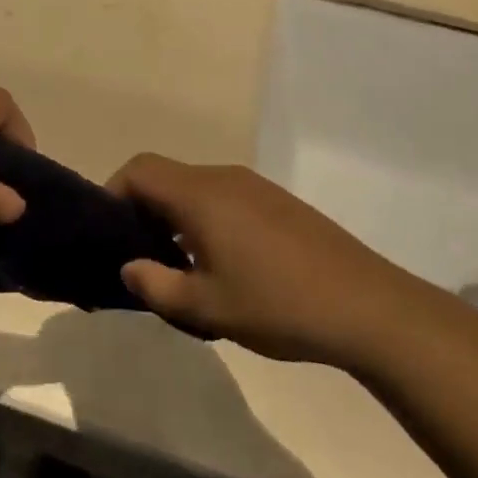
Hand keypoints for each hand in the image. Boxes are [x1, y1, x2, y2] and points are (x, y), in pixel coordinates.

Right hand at [110, 155, 429, 366]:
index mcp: (200, 194)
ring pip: (195, 189)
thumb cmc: (277, 304)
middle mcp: (223, 178)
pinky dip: (206, 220)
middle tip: (141, 257)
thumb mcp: (207, 307)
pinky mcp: (279, 202)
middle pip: (166, 177)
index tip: (109, 233)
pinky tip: (224, 265)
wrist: (368, 306)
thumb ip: (156, 286)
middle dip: (143, 211)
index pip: (139, 170)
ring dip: (176, 218)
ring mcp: (255, 187)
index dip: (113, 193)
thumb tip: (129, 267)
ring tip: (181, 267)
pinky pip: (224, 198)